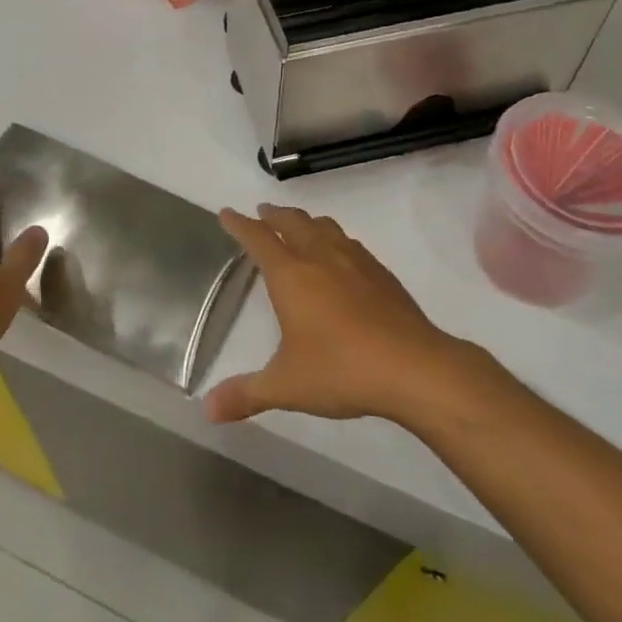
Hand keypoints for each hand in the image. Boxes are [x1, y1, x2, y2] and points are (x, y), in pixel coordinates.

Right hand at [204, 204, 463, 426]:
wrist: (414, 367)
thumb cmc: (342, 370)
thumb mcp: (287, 387)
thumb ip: (246, 394)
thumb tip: (207, 409)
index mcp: (291, 275)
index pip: (258, 238)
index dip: (240, 224)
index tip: (228, 213)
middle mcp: (320, 257)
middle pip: (292, 222)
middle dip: (273, 215)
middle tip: (262, 212)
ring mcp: (354, 261)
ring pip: (324, 227)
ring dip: (305, 221)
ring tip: (299, 226)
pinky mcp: (381, 273)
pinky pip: (350, 243)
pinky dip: (334, 239)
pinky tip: (341, 256)